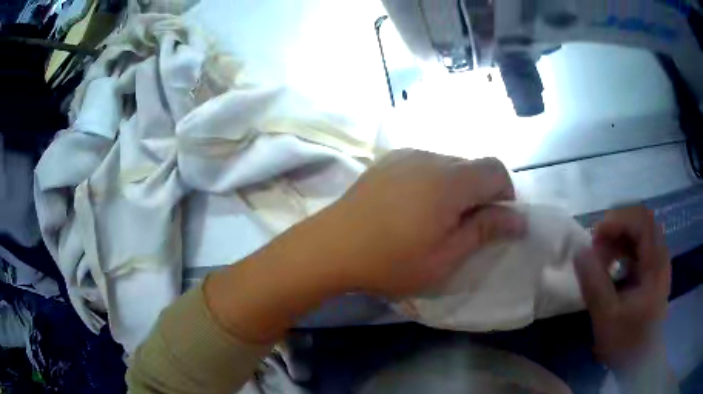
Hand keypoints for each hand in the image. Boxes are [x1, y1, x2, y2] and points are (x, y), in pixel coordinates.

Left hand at [323, 149, 525, 297]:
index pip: (496, 170)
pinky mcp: (387, 161)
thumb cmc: (391, 261)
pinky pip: (424, 165)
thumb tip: (519, 218)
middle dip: (480, 193)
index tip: (495, 220)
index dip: (505, 193)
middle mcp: (430, 157)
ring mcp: (405, 156)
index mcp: (450, 180)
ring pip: (448, 165)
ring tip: (435, 220)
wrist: (330, 247)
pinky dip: (433, 182)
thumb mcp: (445, 257)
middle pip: (472, 166)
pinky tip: (412, 207)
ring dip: (456, 188)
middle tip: (464, 227)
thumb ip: (485, 231)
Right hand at [575, 206, 670, 368]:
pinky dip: (624, 250)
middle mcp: (660, 256)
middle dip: (616, 227)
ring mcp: (658, 264)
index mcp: (655, 263)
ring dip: (619, 238)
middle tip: (596, 246)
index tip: (596, 236)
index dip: (618, 220)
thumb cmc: (628, 343)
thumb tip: (579, 251)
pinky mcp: (653, 273)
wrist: (642, 362)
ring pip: (640, 233)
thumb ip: (594, 284)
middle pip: (641, 221)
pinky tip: (612, 268)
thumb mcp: (607, 318)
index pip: (641, 219)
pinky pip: (640, 248)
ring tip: (602, 258)